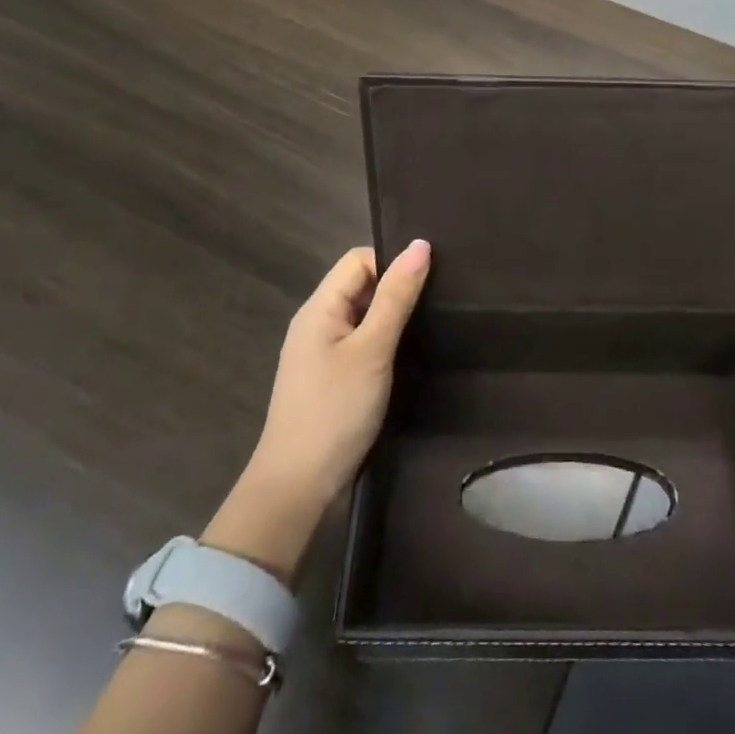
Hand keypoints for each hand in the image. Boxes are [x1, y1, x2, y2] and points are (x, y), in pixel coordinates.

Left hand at [208, 241, 430, 574]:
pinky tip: (407, 355)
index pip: (358, 260)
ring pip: (362, 315)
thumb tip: (420, 244)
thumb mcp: (372, 350)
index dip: (392, 262)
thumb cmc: (335, 411)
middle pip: (360, 284)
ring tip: (429, 324)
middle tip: (438, 301)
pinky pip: (359, 342)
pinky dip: (382, 342)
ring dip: (391, 317)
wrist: (296, 489)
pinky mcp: (329, 378)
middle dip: (395, 288)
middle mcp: (316, 322)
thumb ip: (396, 296)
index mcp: (319, 308)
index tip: (429, 279)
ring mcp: (319, 352)